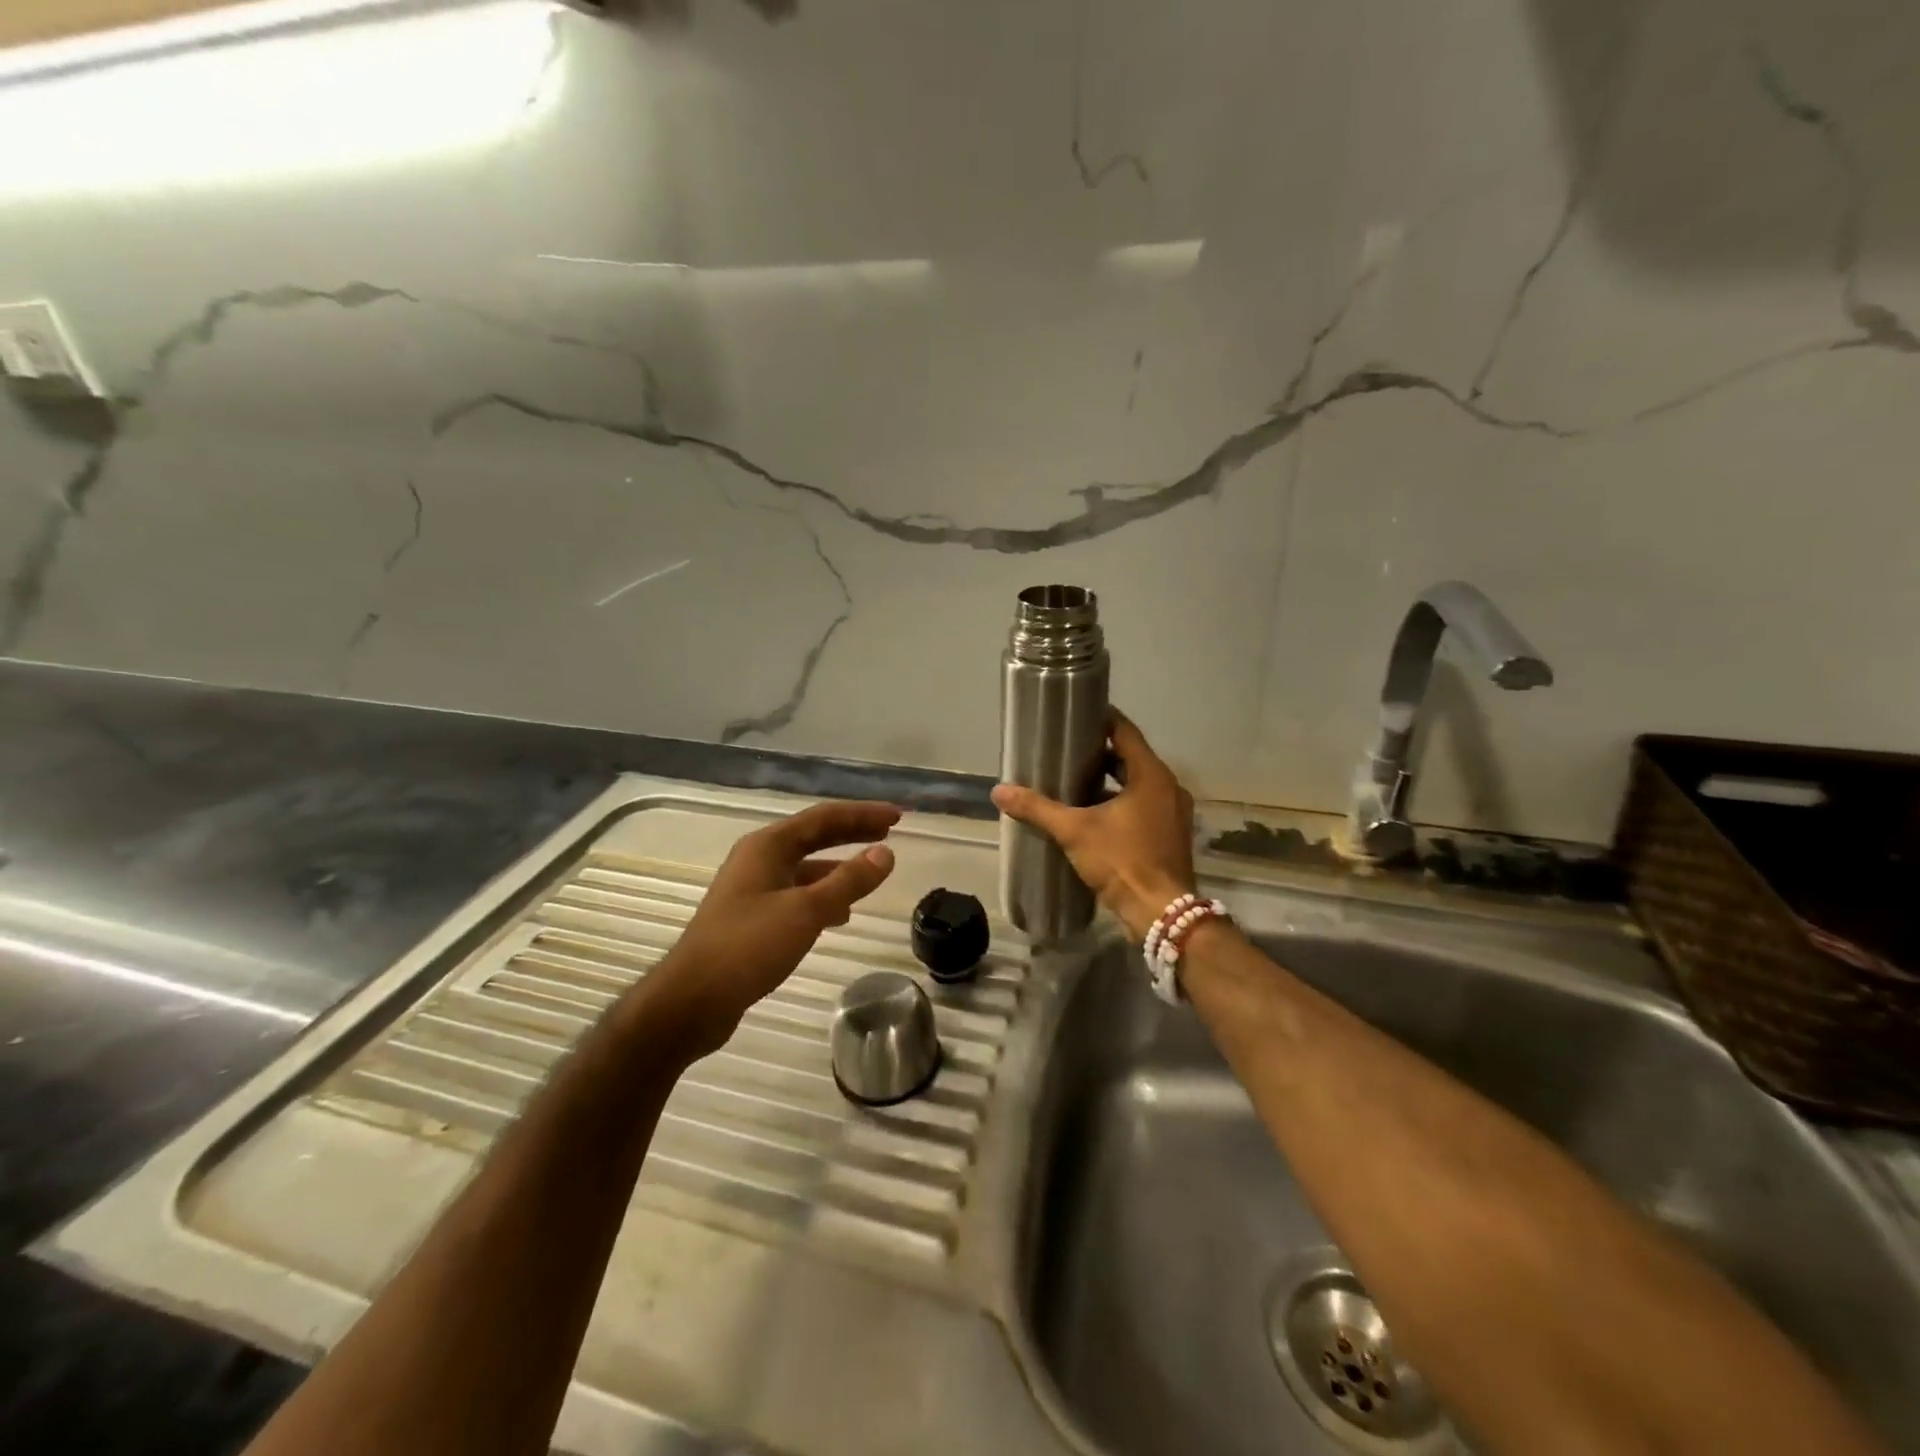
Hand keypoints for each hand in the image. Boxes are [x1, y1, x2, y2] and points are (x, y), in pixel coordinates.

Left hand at [648, 801, 899, 1055]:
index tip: (897, 816)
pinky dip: (822, 897)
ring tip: (870, 875)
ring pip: (805, 868)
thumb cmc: (748, 946)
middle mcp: (758, 859)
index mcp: (768, 846)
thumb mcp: (806, 911)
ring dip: (838, 868)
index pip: (824, 818)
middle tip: (888, 832)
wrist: (692, 1000)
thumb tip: (886, 852)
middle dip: (852, 833)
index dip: (862, 814)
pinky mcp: (751, 918)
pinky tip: (839, 915)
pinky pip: (796, 894)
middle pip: (814, 836)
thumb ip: (849, 881)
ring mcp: (752, 889)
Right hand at [991, 710, 1195, 940]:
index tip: (1077, 715)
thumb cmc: (1122, 861)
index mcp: (1152, 776)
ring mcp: (1174, 812)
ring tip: (1076, 780)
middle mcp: (1169, 787)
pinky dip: (1124, 801)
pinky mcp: (1171, 835)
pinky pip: (1146, 805)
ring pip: (1140, 783)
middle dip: (1102, 753)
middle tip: (1068, 749)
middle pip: (1133, 757)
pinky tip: (1096, 813)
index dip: (1102, 720)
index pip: (1126, 732)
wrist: (1160, 912)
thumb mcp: (1074, 831)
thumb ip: (1038, 809)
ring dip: (1113, 780)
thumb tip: (999, 791)